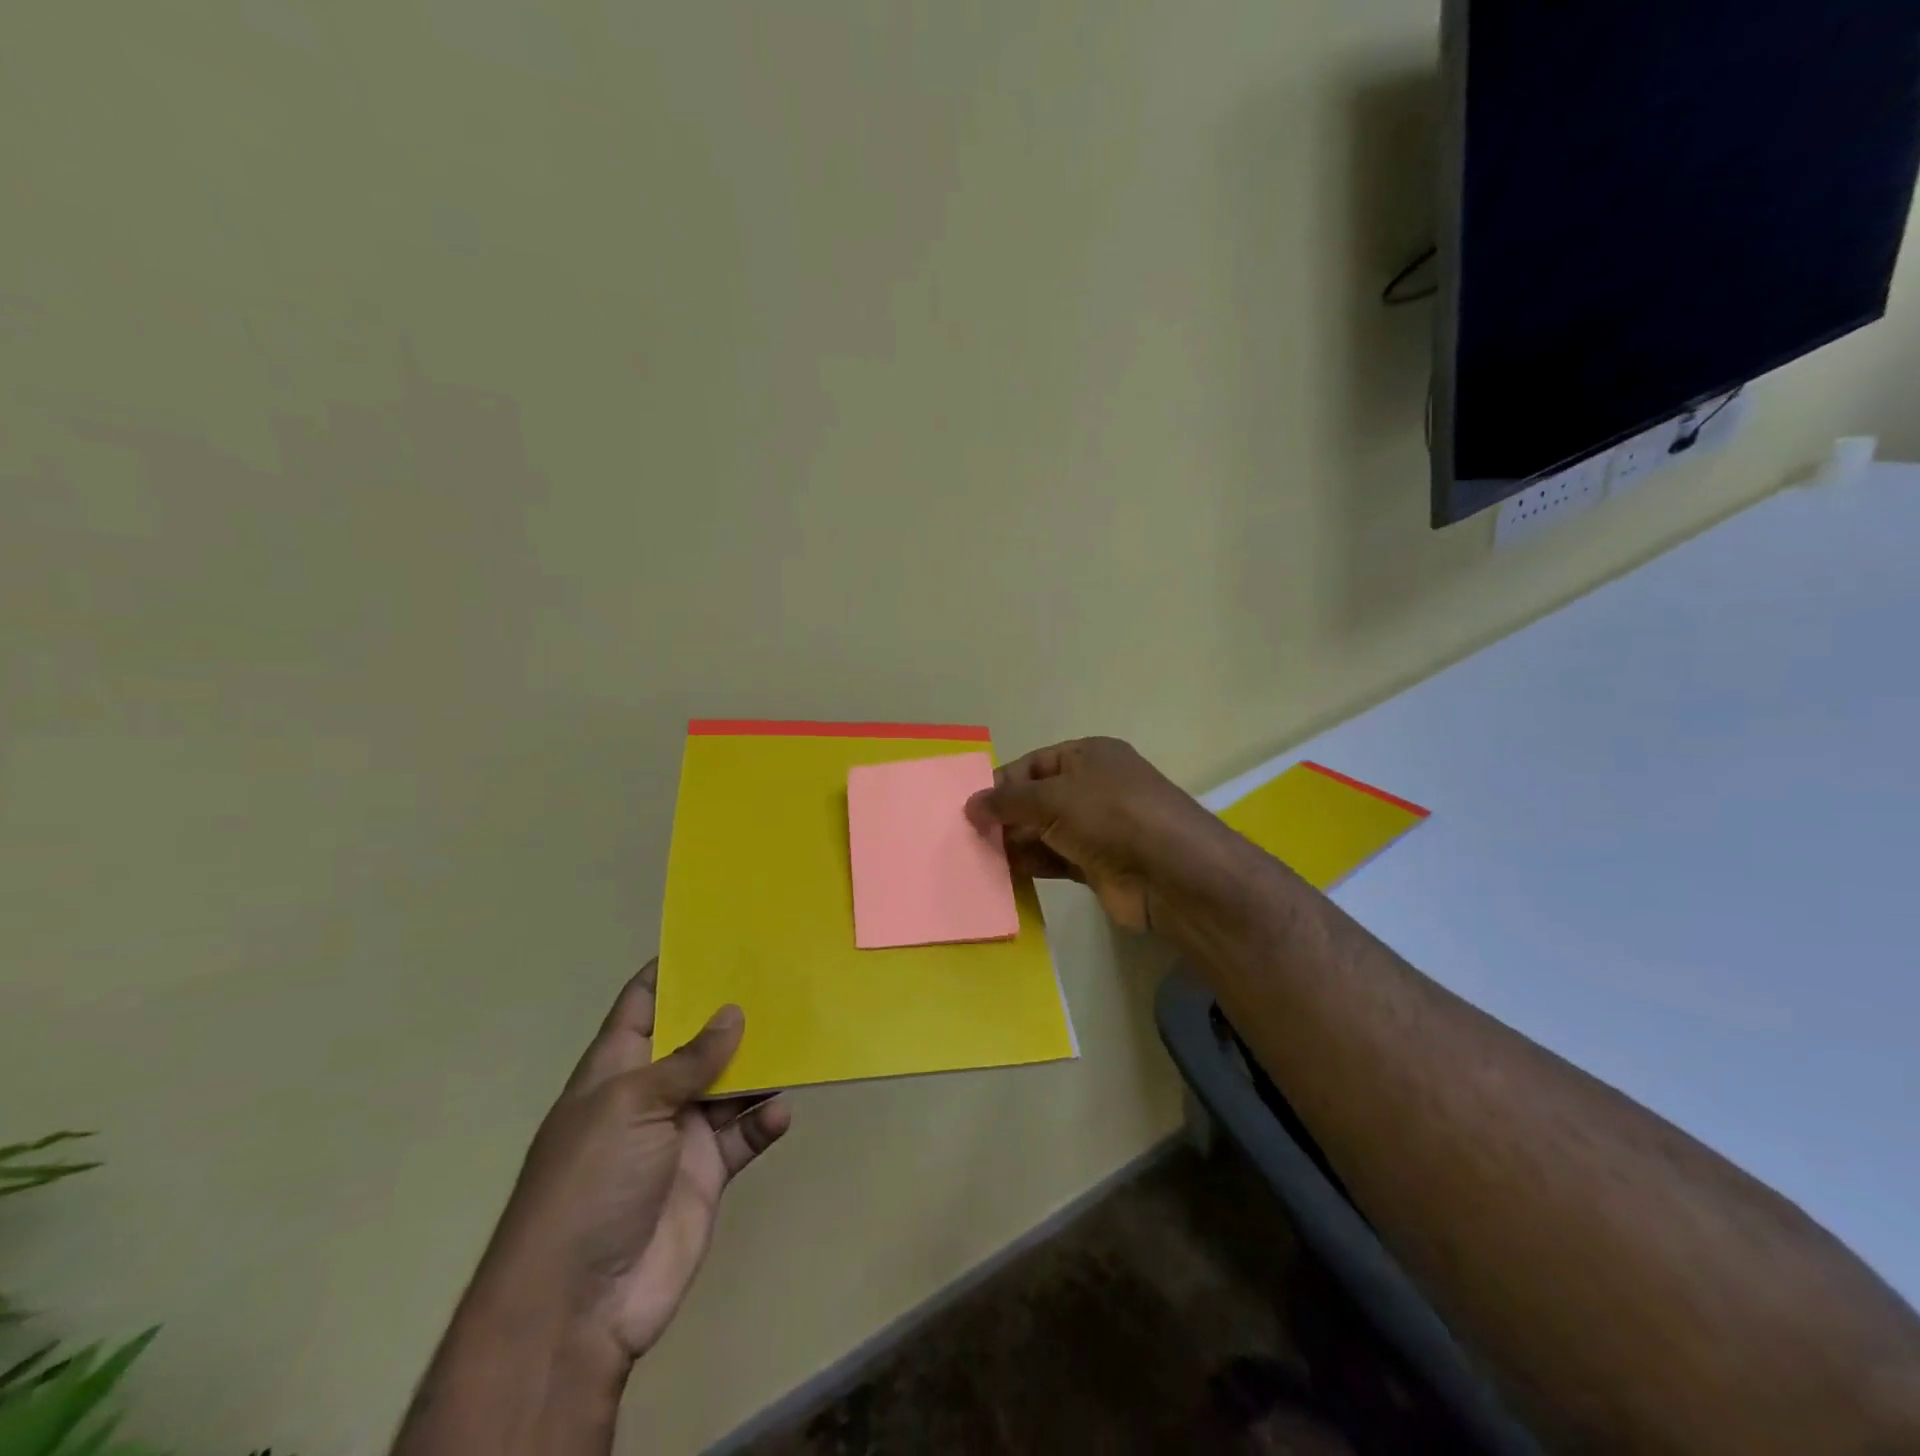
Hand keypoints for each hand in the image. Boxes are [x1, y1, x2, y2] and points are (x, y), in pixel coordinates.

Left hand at [472, 961, 789, 1365]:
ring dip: (759, 1064)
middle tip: (779, 977)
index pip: (643, 1004)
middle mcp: (651, 1093)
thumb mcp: (632, 1105)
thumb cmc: (591, 1181)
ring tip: (799, 1033)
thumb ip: (689, 1059)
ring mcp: (681, 1134)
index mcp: (617, 1067)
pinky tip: (782, 1111)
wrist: (580, 1302)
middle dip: (731, 1012)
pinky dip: (765, 1122)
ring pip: (729, 1084)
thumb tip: (733, 1012)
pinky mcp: (708, 1173)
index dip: (672, 971)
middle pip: (697, 1040)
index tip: (715, 938)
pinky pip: (745, 1135)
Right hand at [965, 737, 1227, 932]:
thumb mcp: (1052, 796)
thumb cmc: (1109, 814)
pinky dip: (1031, 866)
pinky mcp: (1097, 865)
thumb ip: (1007, 801)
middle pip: (1037, 799)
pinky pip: (1055, 861)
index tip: (970, 806)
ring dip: (1014, 843)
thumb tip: (969, 805)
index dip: (1002, 782)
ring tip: (976, 856)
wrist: (1169, 871)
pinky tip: (1002, 875)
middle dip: (1004, 816)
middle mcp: (1093, 788)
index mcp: (1088, 756)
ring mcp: (1097, 828)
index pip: (1034, 763)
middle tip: (967, 835)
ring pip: (1044, 832)